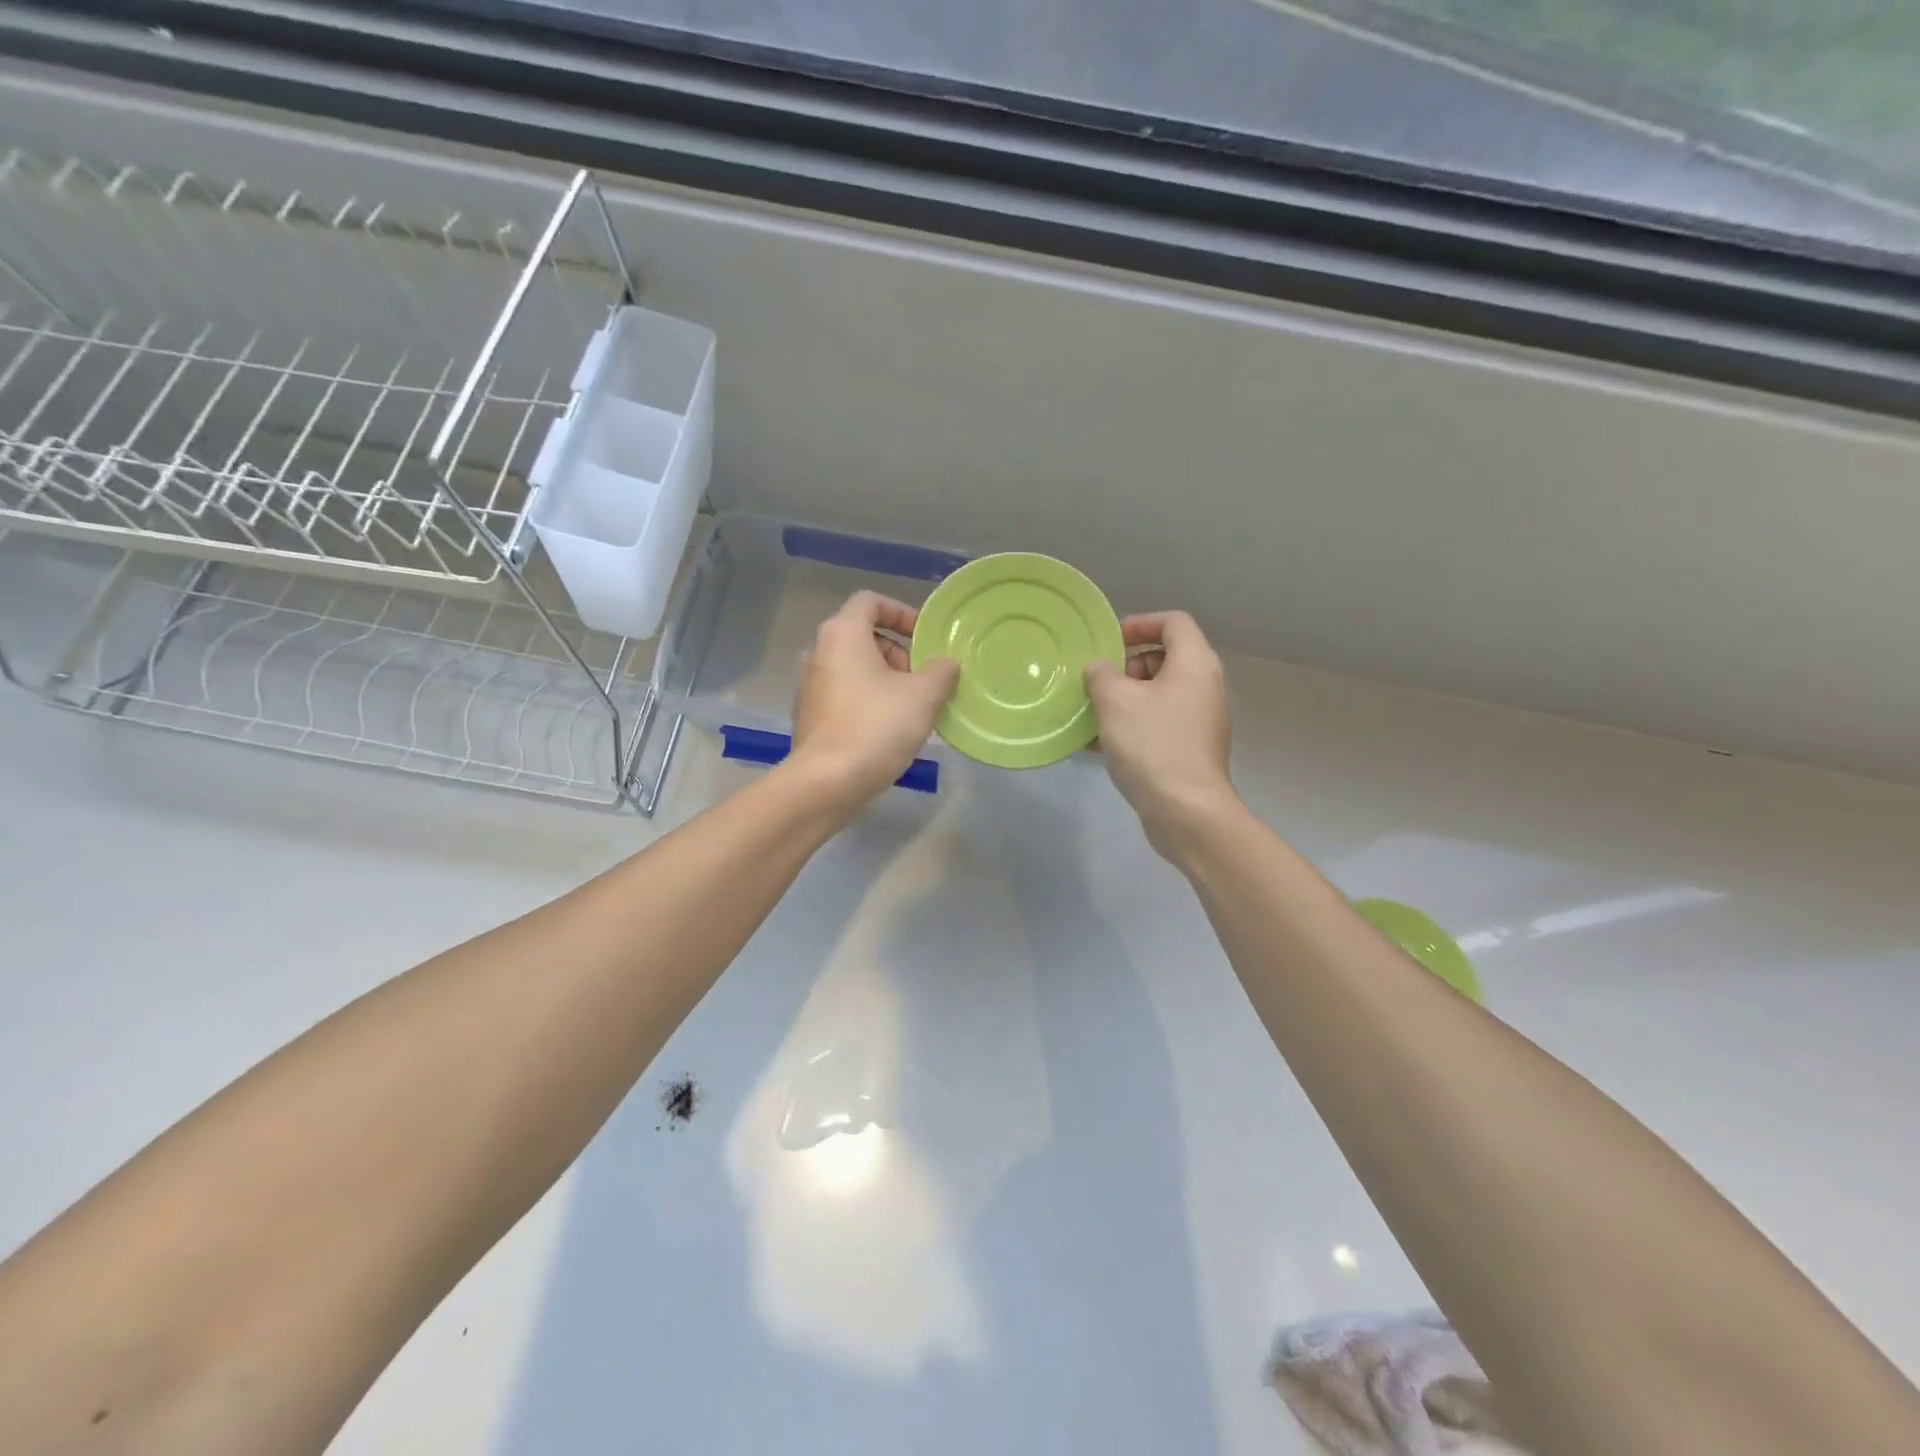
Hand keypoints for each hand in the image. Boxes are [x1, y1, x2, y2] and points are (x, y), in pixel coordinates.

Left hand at [788, 592, 959, 812]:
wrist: (826, 782)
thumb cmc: (876, 727)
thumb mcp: (923, 695)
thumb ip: (941, 671)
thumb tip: (946, 664)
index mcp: (842, 634)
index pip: (871, 601)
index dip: (902, 612)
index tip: (925, 638)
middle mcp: (819, 652)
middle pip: (863, 635)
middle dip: (899, 652)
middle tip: (924, 679)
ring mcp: (810, 686)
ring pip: (854, 668)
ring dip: (886, 679)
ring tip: (913, 708)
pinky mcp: (810, 716)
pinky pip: (844, 695)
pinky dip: (868, 700)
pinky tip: (889, 730)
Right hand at [1085, 611, 1236, 858]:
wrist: (1186, 811)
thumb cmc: (1152, 745)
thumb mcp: (1115, 701)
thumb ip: (1101, 674)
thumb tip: (1101, 669)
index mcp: (1194, 664)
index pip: (1173, 622)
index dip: (1140, 623)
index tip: (1109, 641)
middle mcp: (1204, 687)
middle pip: (1166, 658)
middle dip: (1127, 666)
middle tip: (1099, 683)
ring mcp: (1200, 720)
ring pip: (1159, 694)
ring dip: (1125, 698)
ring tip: (1092, 713)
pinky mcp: (1191, 749)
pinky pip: (1159, 723)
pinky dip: (1132, 724)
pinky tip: (1098, 743)